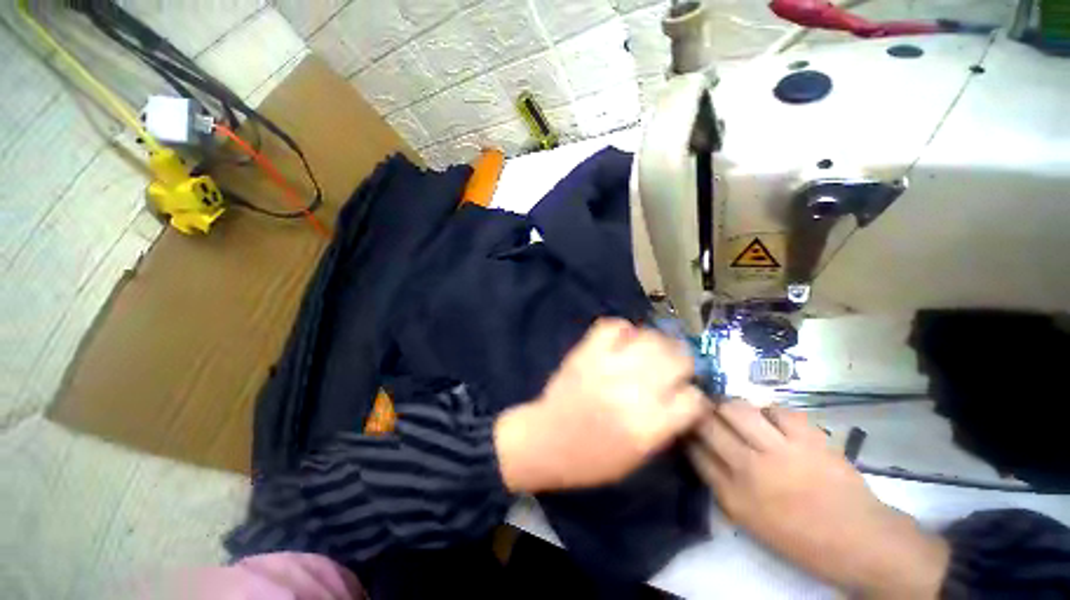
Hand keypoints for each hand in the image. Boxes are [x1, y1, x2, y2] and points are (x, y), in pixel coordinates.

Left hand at [495, 318, 705, 491]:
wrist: (545, 439)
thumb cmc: (592, 459)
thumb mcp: (639, 457)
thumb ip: (667, 425)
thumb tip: (685, 396)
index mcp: (649, 426)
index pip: (693, 398)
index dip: (693, 396)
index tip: (685, 395)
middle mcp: (633, 391)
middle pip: (678, 359)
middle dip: (682, 362)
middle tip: (673, 367)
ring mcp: (608, 366)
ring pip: (651, 337)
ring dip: (658, 343)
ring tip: (650, 352)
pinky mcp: (586, 351)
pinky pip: (613, 325)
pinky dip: (623, 329)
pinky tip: (623, 341)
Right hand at [688, 401, 949, 598]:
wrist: (860, 541)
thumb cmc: (800, 537)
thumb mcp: (749, 519)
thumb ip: (720, 483)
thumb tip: (700, 448)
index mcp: (734, 496)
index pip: (694, 451)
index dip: (686, 432)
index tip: (685, 423)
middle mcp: (750, 470)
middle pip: (708, 425)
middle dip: (699, 412)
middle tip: (701, 408)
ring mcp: (781, 452)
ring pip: (736, 409)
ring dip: (728, 405)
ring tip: (731, 408)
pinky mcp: (809, 439)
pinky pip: (777, 409)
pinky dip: (768, 410)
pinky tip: (770, 418)